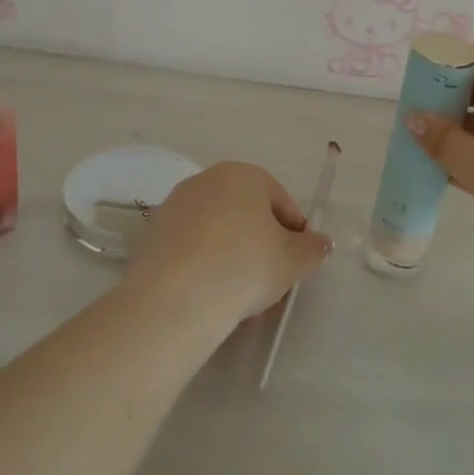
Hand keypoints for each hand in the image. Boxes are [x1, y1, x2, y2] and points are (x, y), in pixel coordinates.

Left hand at [126, 162, 330, 331]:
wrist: (174, 299)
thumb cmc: (244, 266)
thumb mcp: (292, 261)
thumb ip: (312, 248)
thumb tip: (320, 243)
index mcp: (242, 175)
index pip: (280, 199)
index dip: (295, 231)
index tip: (299, 260)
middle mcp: (205, 181)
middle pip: (246, 213)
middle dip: (262, 245)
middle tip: (273, 281)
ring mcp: (175, 206)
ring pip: (218, 232)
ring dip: (234, 257)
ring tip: (244, 297)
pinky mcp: (152, 236)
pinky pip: (192, 248)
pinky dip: (206, 266)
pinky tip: (213, 297)